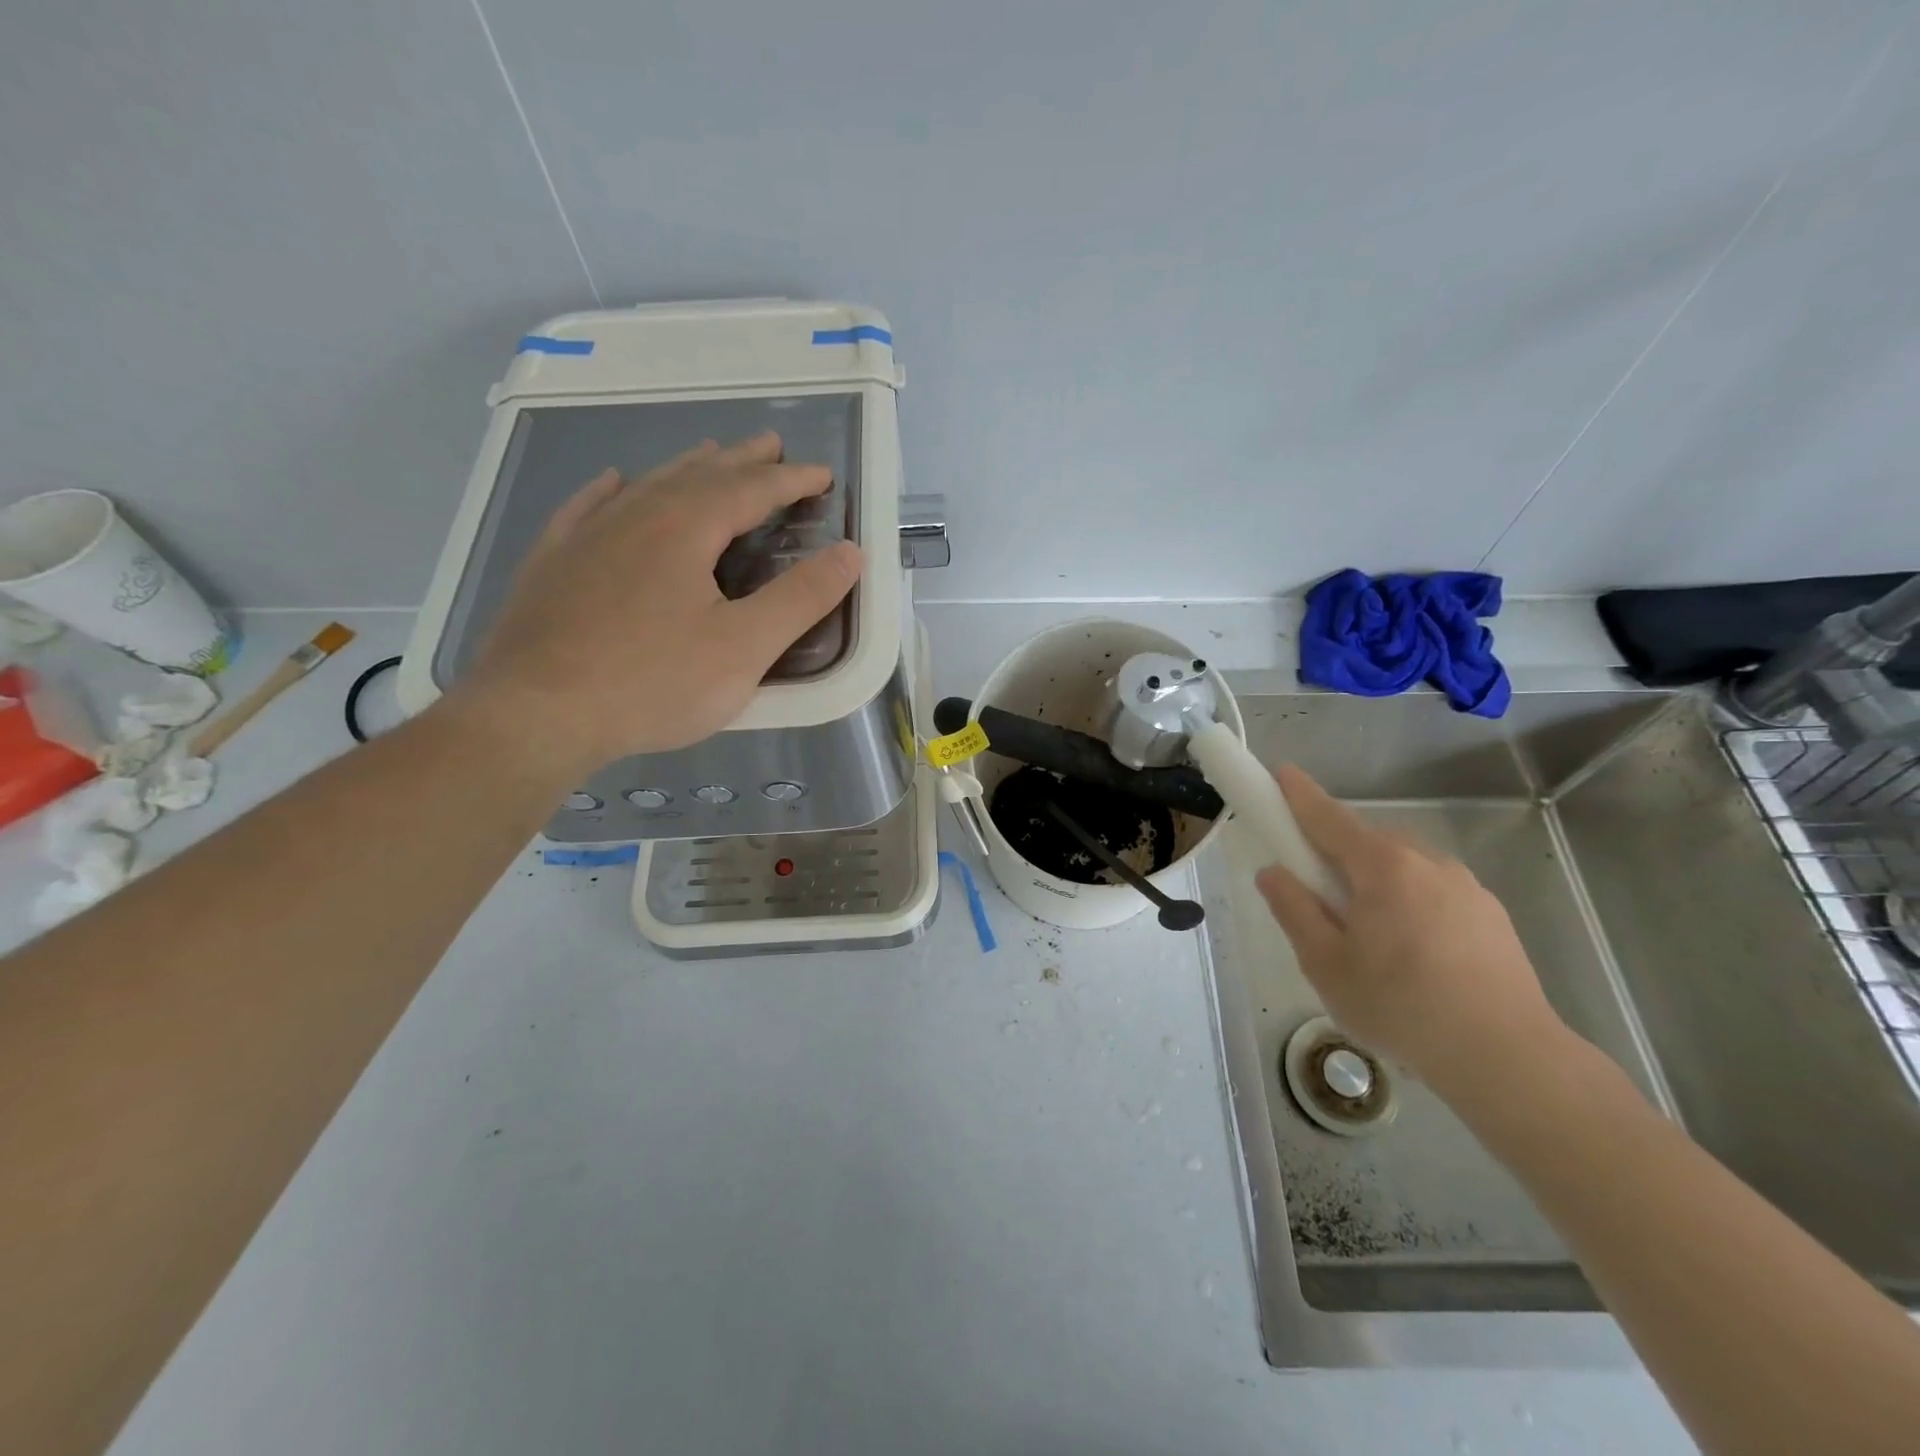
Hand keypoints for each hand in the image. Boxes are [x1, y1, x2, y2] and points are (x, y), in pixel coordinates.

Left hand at [454, 433, 861, 773]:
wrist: (535, 714)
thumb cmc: (653, 683)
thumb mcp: (745, 647)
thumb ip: (802, 598)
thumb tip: (851, 553)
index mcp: (686, 528)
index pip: (751, 489)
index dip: (791, 480)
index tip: (822, 475)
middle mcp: (635, 515)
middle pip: (699, 474)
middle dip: (741, 460)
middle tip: (770, 445)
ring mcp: (586, 535)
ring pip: (647, 485)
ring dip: (686, 468)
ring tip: (710, 456)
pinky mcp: (552, 563)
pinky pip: (587, 507)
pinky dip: (611, 490)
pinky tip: (614, 482)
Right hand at [1254, 764, 1565, 1093]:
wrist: (1508, 1058)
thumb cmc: (1400, 1006)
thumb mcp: (1325, 963)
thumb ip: (1293, 910)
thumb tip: (1273, 873)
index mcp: (1382, 867)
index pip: (1328, 817)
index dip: (1298, 795)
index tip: (1280, 773)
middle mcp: (1427, 862)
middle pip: (1367, 842)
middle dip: (1337, 855)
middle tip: (1319, 899)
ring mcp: (1466, 886)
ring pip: (1403, 868)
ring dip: (1376, 883)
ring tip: (1370, 940)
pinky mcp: (1491, 914)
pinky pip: (1433, 891)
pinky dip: (1410, 904)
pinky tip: (1413, 955)